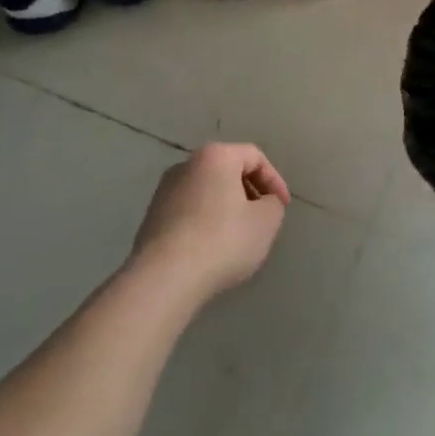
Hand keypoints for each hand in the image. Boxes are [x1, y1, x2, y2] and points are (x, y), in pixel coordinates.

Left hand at [128, 143, 289, 304]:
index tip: (282, 207)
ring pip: (207, 193)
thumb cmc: (222, 241)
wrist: (164, 279)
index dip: (275, 180)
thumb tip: (263, 203)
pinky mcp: (151, 218)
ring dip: (227, 209)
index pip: (254, 157)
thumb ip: (273, 204)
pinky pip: (189, 212)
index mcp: (215, 157)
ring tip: (239, 237)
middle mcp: (185, 165)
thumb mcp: (266, 221)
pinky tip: (213, 250)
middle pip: (228, 171)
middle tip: (263, 219)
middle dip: (250, 193)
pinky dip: (206, 223)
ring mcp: (164, 192)